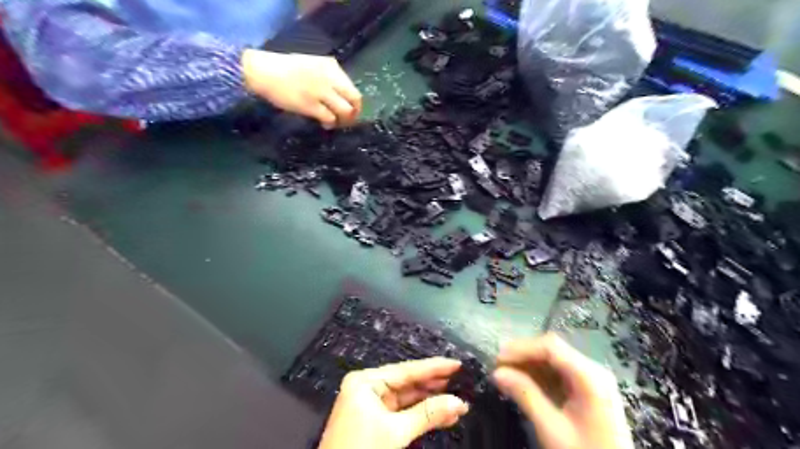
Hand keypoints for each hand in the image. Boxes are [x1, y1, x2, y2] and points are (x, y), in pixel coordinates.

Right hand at [239, 49, 361, 127]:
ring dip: (343, 120)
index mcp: (331, 67)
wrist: (263, 71)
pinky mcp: (310, 105)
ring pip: (345, 111)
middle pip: (355, 100)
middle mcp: (330, 78)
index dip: (354, 103)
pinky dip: (330, 124)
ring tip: (335, 123)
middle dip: (354, 113)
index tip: (350, 110)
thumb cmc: (287, 70)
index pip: (353, 88)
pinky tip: (325, 124)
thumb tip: (342, 97)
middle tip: (347, 120)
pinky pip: (329, 118)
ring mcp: (321, 92)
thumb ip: (330, 78)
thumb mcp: (314, 66)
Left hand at [317, 357, 470, 448]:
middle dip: (434, 386)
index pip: (406, 370)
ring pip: (407, 399)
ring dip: (431, 402)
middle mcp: (368, 387)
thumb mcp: (395, 432)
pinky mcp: (375, 421)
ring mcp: (371, 404)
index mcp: (366, 381)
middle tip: (461, 381)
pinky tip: (442, 414)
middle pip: (407, 383)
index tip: (457, 364)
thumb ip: (428, 414)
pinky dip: (421, 415)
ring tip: (457, 400)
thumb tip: (459, 402)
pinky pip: (403, 412)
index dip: (433, 367)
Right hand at [495, 333, 630, 447]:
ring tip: (505, 374)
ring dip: (529, 365)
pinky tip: (522, 383)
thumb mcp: (551, 428)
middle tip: (498, 366)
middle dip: (523, 356)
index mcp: (589, 376)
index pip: (550, 347)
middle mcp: (593, 371)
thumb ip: (525, 395)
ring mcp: (592, 380)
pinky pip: (560, 374)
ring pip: (554, 360)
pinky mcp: (588, 391)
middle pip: (553, 350)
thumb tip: (497, 373)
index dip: (521, 348)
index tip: (498, 359)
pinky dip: (539, 376)